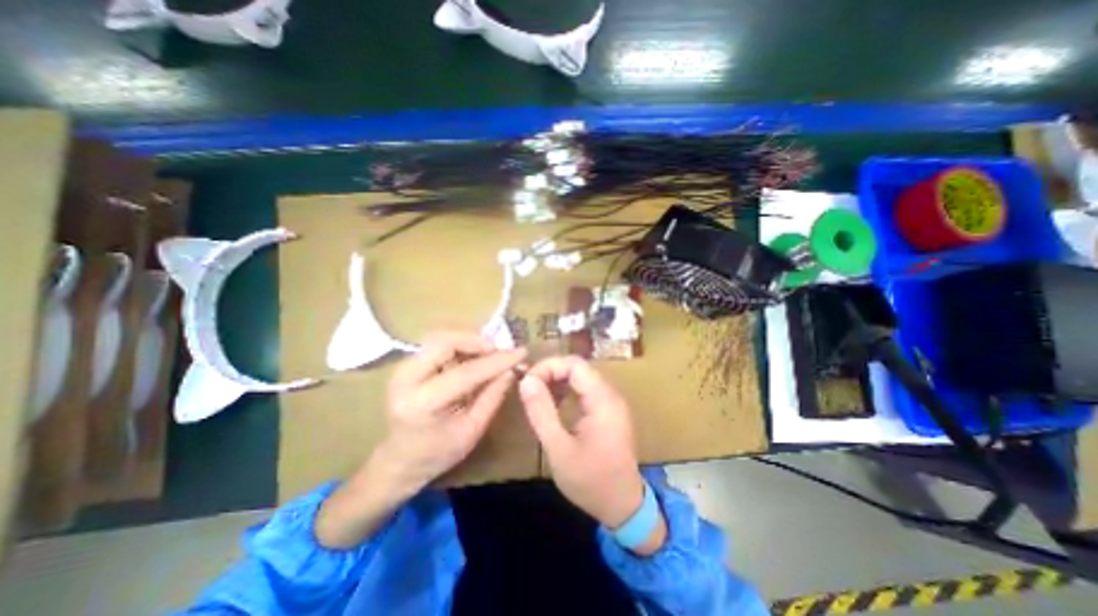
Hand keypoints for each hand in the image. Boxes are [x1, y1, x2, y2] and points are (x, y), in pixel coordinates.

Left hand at [315, 331, 524, 547]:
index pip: (466, 372)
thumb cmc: (438, 453)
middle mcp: (406, 380)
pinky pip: (436, 345)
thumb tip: (511, 369)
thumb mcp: (472, 431)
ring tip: (489, 352)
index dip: (497, 360)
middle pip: (444, 342)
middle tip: (500, 351)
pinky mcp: (405, 365)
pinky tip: (473, 356)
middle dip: (477, 342)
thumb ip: (492, 397)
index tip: (520, 352)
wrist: (399, 461)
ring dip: (468, 341)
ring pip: (440, 338)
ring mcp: (401, 369)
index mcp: (422, 404)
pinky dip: (459, 345)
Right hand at [521, 355, 645, 529]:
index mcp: (603, 400)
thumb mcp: (559, 449)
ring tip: (538, 396)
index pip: (575, 364)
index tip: (528, 381)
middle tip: (529, 388)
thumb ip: (541, 412)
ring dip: (558, 380)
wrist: (624, 506)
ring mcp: (612, 401)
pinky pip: (586, 389)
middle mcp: (611, 395)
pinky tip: (554, 404)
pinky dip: (567, 390)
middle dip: (551, 372)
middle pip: (579, 367)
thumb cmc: (591, 481)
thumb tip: (526, 380)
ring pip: (582, 377)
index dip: (548, 366)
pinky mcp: (609, 410)